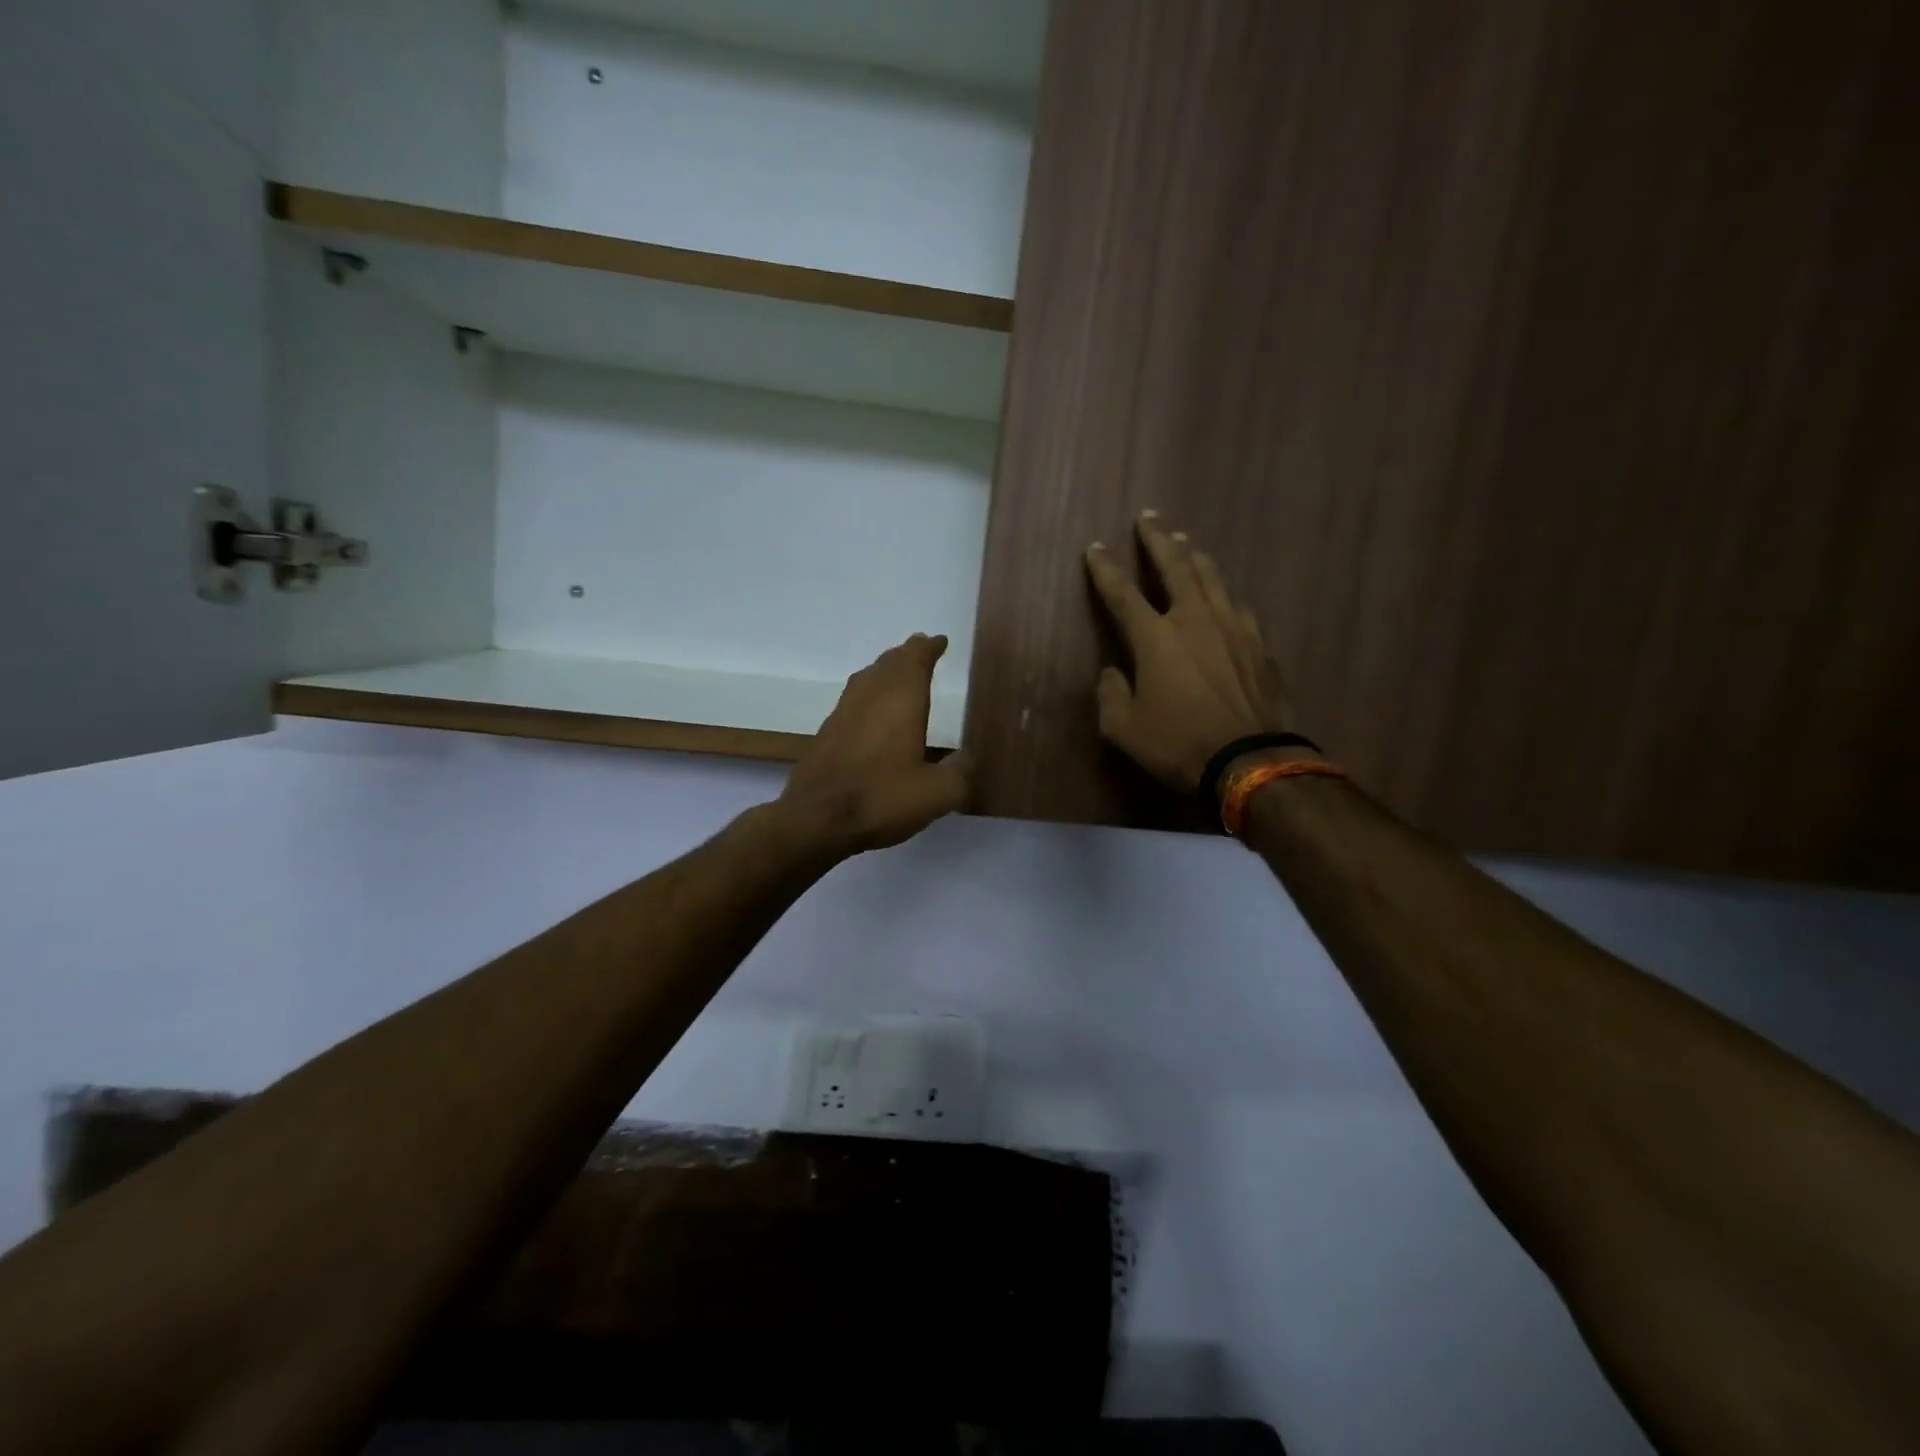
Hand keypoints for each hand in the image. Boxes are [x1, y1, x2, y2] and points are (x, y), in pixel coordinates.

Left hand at [780, 634, 973, 854]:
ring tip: (897, 673)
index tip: (940, 641)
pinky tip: (871, 711)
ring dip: (885, 670)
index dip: (929, 648)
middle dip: (907, 654)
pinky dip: (868, 693)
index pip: (916, 659)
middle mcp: (870, 696)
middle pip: (889, 662)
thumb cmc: (882, 798)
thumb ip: (959, 773)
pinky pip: (853, 699)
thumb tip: (965, 759)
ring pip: (867, 678)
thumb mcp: (937, 793)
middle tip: (921, 650)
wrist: (816, 819)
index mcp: (901, 700)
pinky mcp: (827, 733)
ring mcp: (843, 712)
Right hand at [1085, 512, 1298, 791]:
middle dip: (1158, 539)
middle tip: (1149, 517)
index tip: (1095, 547)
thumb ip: (1111, 695)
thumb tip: (1113, 674)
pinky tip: (1224, 595)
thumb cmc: (1179, 744)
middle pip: (1175, 566)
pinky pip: (1238, 607)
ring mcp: (1233, 628)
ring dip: (1195, 556)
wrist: (1250, 760)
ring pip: (1212, 578)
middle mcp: (1194, 620)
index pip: (1122, 593)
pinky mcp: (1260, 645)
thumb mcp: (1124, 729)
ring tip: (1185, 541)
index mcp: (1156, 638)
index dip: (1106, 569)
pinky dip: (1224, 594)